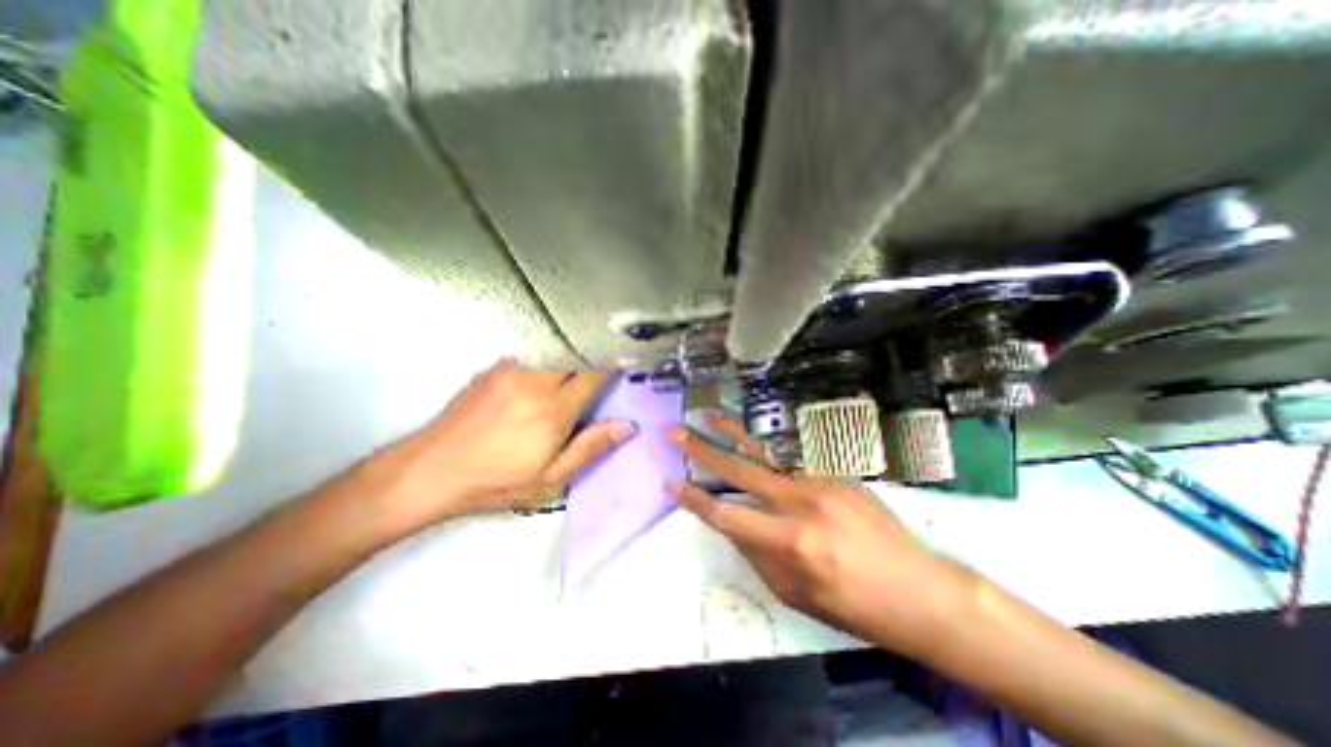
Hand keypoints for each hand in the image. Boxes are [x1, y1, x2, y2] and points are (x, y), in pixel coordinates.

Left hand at [364, 359, 628, 527]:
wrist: (430, 471)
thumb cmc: (495, 481)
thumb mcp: (550, 479)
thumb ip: (590, 447)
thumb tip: (627, 426)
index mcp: (553, 410)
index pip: (593, 372)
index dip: (612, 364)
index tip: (623, 361)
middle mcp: (534, 382)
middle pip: (574, 350)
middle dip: (593, 351)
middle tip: (604, 358)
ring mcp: (511, 370)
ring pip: (553, 345)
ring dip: (570, 350)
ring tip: (578, 360)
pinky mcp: (492, 369)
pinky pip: (530, 351)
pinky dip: (546, 354)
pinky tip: (545, 370)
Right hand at [670, 414, 962, 653]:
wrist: (920, 590)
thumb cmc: (854, 605)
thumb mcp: (795, 593)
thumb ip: (757, 555)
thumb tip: (734, 525)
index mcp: (789, 541)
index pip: (727, 515)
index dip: (696, 500)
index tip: (673, 484)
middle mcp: (801, 503)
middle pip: (740, 470)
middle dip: (703, 450)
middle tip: (676, 432)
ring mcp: (821, 482)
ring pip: (766, 453)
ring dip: (734, 434)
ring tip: (710, 416)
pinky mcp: (836, 474)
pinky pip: (793, 464)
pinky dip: (769, 454)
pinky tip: (757, 445)